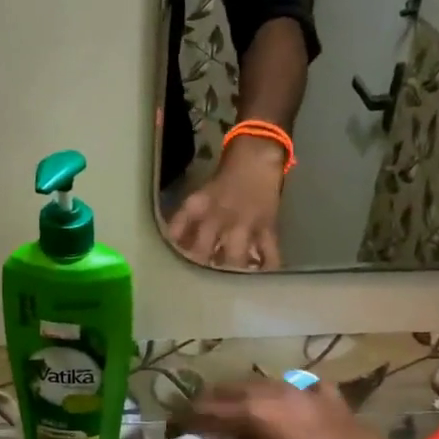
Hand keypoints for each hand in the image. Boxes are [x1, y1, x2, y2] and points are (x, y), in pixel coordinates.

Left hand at [166, 137, 285, 269]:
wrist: (257, 156)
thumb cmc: (225, 176)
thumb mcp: (199, 196)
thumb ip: (186, 221)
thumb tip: (175, 244)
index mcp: (199, 206)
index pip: (176, 232)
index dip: (172, 250)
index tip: (170, 263)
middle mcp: (219, 218)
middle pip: (203, 253)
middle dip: (199, 268)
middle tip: (197, 280)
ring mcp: (244, 224)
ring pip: (234, 259)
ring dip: (229, 272)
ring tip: (227, 282)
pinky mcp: (267, 228)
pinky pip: (268, 254)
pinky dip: (266, 268)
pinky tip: (261, 278)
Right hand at [177, 378, 438, 438]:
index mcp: (253, 416)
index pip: (203, 411)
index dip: (184, 422)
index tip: (175, 434)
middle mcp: (274, 394)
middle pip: (228, 391)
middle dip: (209, 406)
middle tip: (201, 428)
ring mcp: (304, 392)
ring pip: (260, 386)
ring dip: (243, 400)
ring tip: (239, 421)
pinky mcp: (330, 398)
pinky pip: (295, 391)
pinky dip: (282, 401)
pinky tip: (287, 416)